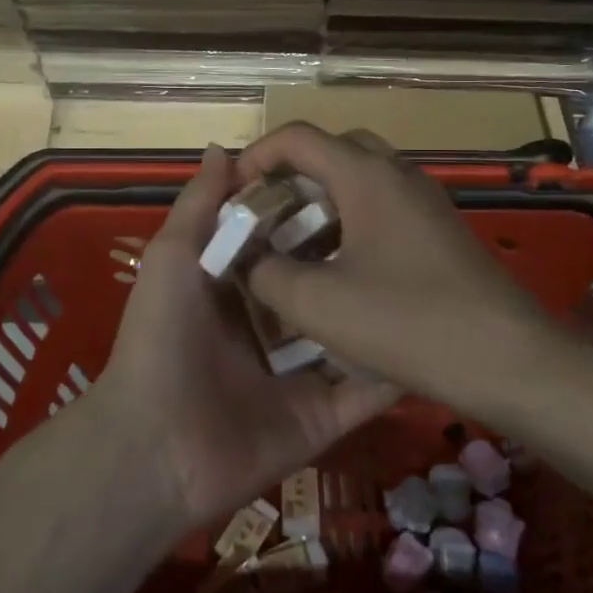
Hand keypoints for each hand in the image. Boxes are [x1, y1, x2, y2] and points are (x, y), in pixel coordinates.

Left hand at [90, 145, 398, 529]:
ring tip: (434, 279)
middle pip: (325, 291)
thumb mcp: (172, 257)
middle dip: (357, 263)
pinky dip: (395, 372)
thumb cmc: (161, 338)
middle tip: (409, 230)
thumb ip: (199, 206)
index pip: (288, 247)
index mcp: (238, 291)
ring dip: (384, 314)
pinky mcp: (323, 418)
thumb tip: (225, 148)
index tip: (356, 185)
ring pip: (351, 338)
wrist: (156, 444)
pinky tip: (436, 341)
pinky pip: (365, 392)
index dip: (315, 217)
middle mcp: (273, 330)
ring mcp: (301, 376)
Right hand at [238, 124, 553, 400]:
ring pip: (360, 181)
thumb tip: (247, 261)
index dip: (256, 157)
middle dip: (291, 177)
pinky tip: (339, 272)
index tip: (233, 196)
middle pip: (332, 151)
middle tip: (266, 216)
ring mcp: (425, 203)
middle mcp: (398, 175)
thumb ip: (267, 274)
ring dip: (321, 203)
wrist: (511, 361)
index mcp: (366, 175)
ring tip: (294, 247)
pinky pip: (383, 209)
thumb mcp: (319, 304)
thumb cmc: (410, 323)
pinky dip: (350, 224)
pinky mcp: (440, 233)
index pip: (298, 137)